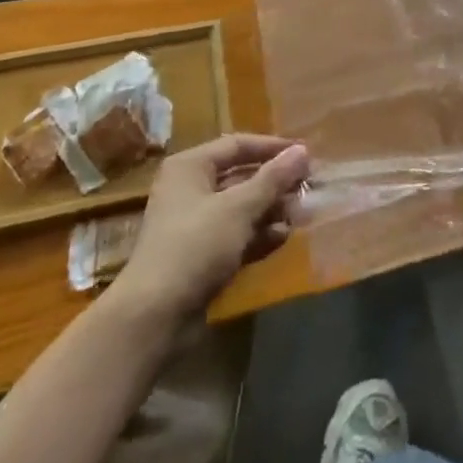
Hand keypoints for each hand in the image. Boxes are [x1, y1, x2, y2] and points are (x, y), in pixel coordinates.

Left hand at [113, 134, 308, 323]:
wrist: (154, 317)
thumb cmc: (195, 246)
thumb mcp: (238, 208)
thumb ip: (272, 179)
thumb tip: (302, 151)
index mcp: (191, 167)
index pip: (237, 145)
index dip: (272, 147)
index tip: (305, 154)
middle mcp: (191, 189)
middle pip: (240, 177)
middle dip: (275, 183)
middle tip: (308, 187)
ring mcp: (195, 225)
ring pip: (241, 208)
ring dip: (270, 210)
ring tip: (301, 214)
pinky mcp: (201, 256)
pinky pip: (236, 235)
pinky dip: (258, 235)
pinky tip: (282, 238)